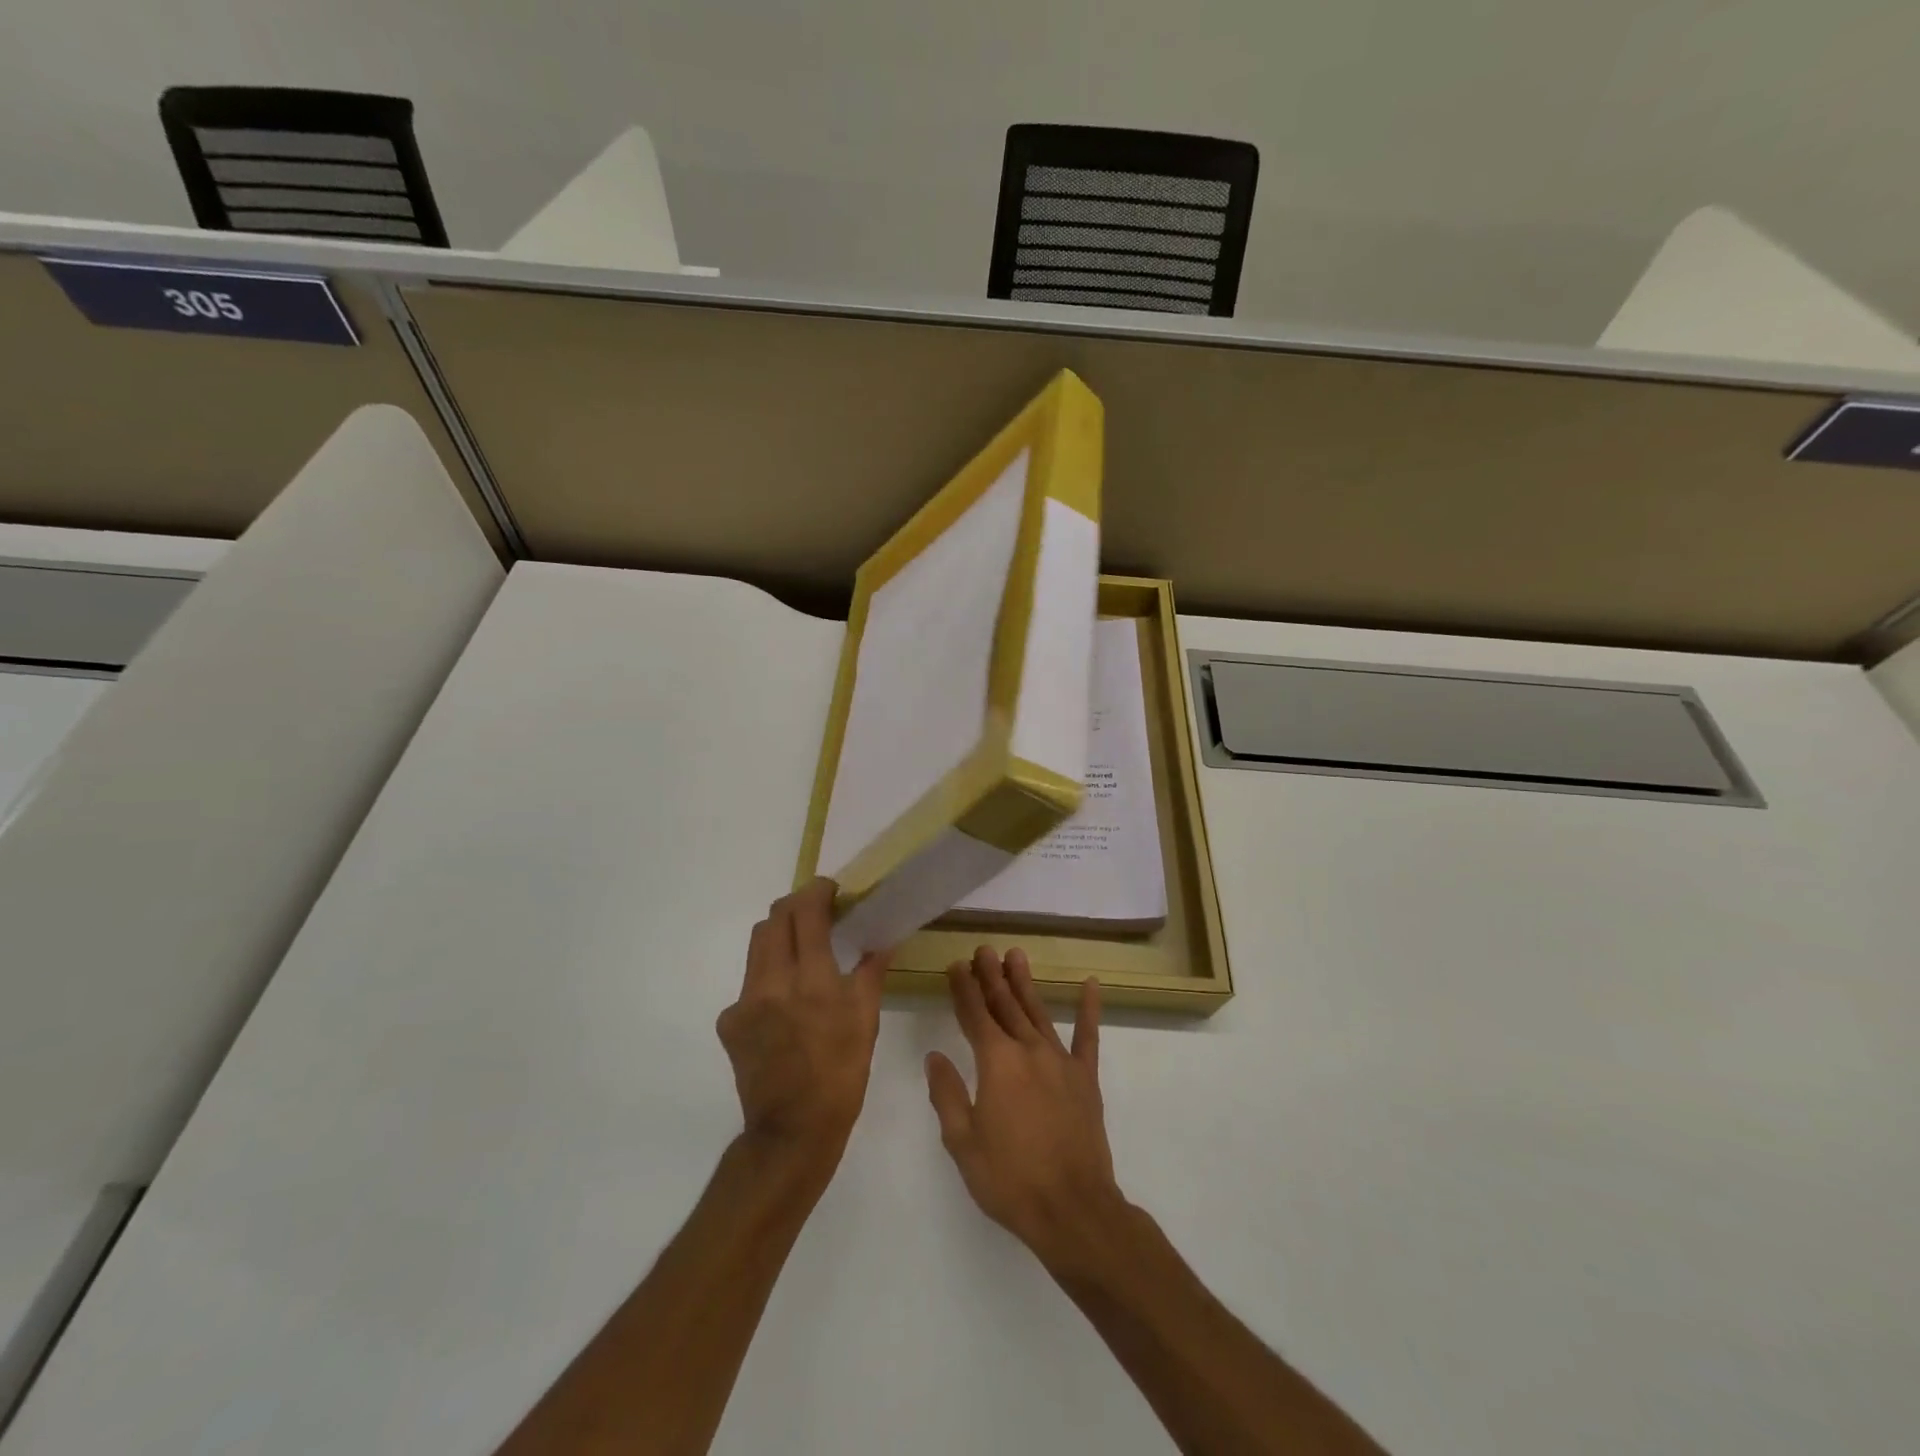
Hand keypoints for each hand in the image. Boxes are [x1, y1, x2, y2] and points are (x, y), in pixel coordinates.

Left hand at [716, 879, 890, 1170]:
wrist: (791, 1132)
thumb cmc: (841, 1076)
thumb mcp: (866, 1023)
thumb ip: (870, 974)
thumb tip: (881, 941)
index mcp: (813, 982)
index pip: (807, 913)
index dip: (817, 891)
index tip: (830, 889)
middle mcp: (773, 983)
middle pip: (774, 919)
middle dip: (794, 906)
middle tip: (815, 913)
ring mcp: (745, 1002)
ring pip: (757, 946)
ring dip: (779, 936)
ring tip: (800, 951)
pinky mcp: (729, 1021)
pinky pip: (749, 983)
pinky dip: (768, 978)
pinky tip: (783, 1003)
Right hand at [925, 946, 1123, 1268]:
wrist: (1073, 1210)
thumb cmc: (1010, 1180)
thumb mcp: (963, 1142)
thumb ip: (947, 1094)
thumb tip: (934, 1055)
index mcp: (997, 1063)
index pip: (975, 1015)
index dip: (964, 989)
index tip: (956, 965)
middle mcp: (1028, 1050)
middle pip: (1006, 1005)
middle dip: (991, 977)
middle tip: (983, 950)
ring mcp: (1061, 1061)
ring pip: (1038, 1012)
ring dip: (1024, 983)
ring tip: (1015, 955)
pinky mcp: (1085, 1078)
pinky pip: (1087, 1037)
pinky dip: (1089, 1009)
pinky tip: (1090, 984)